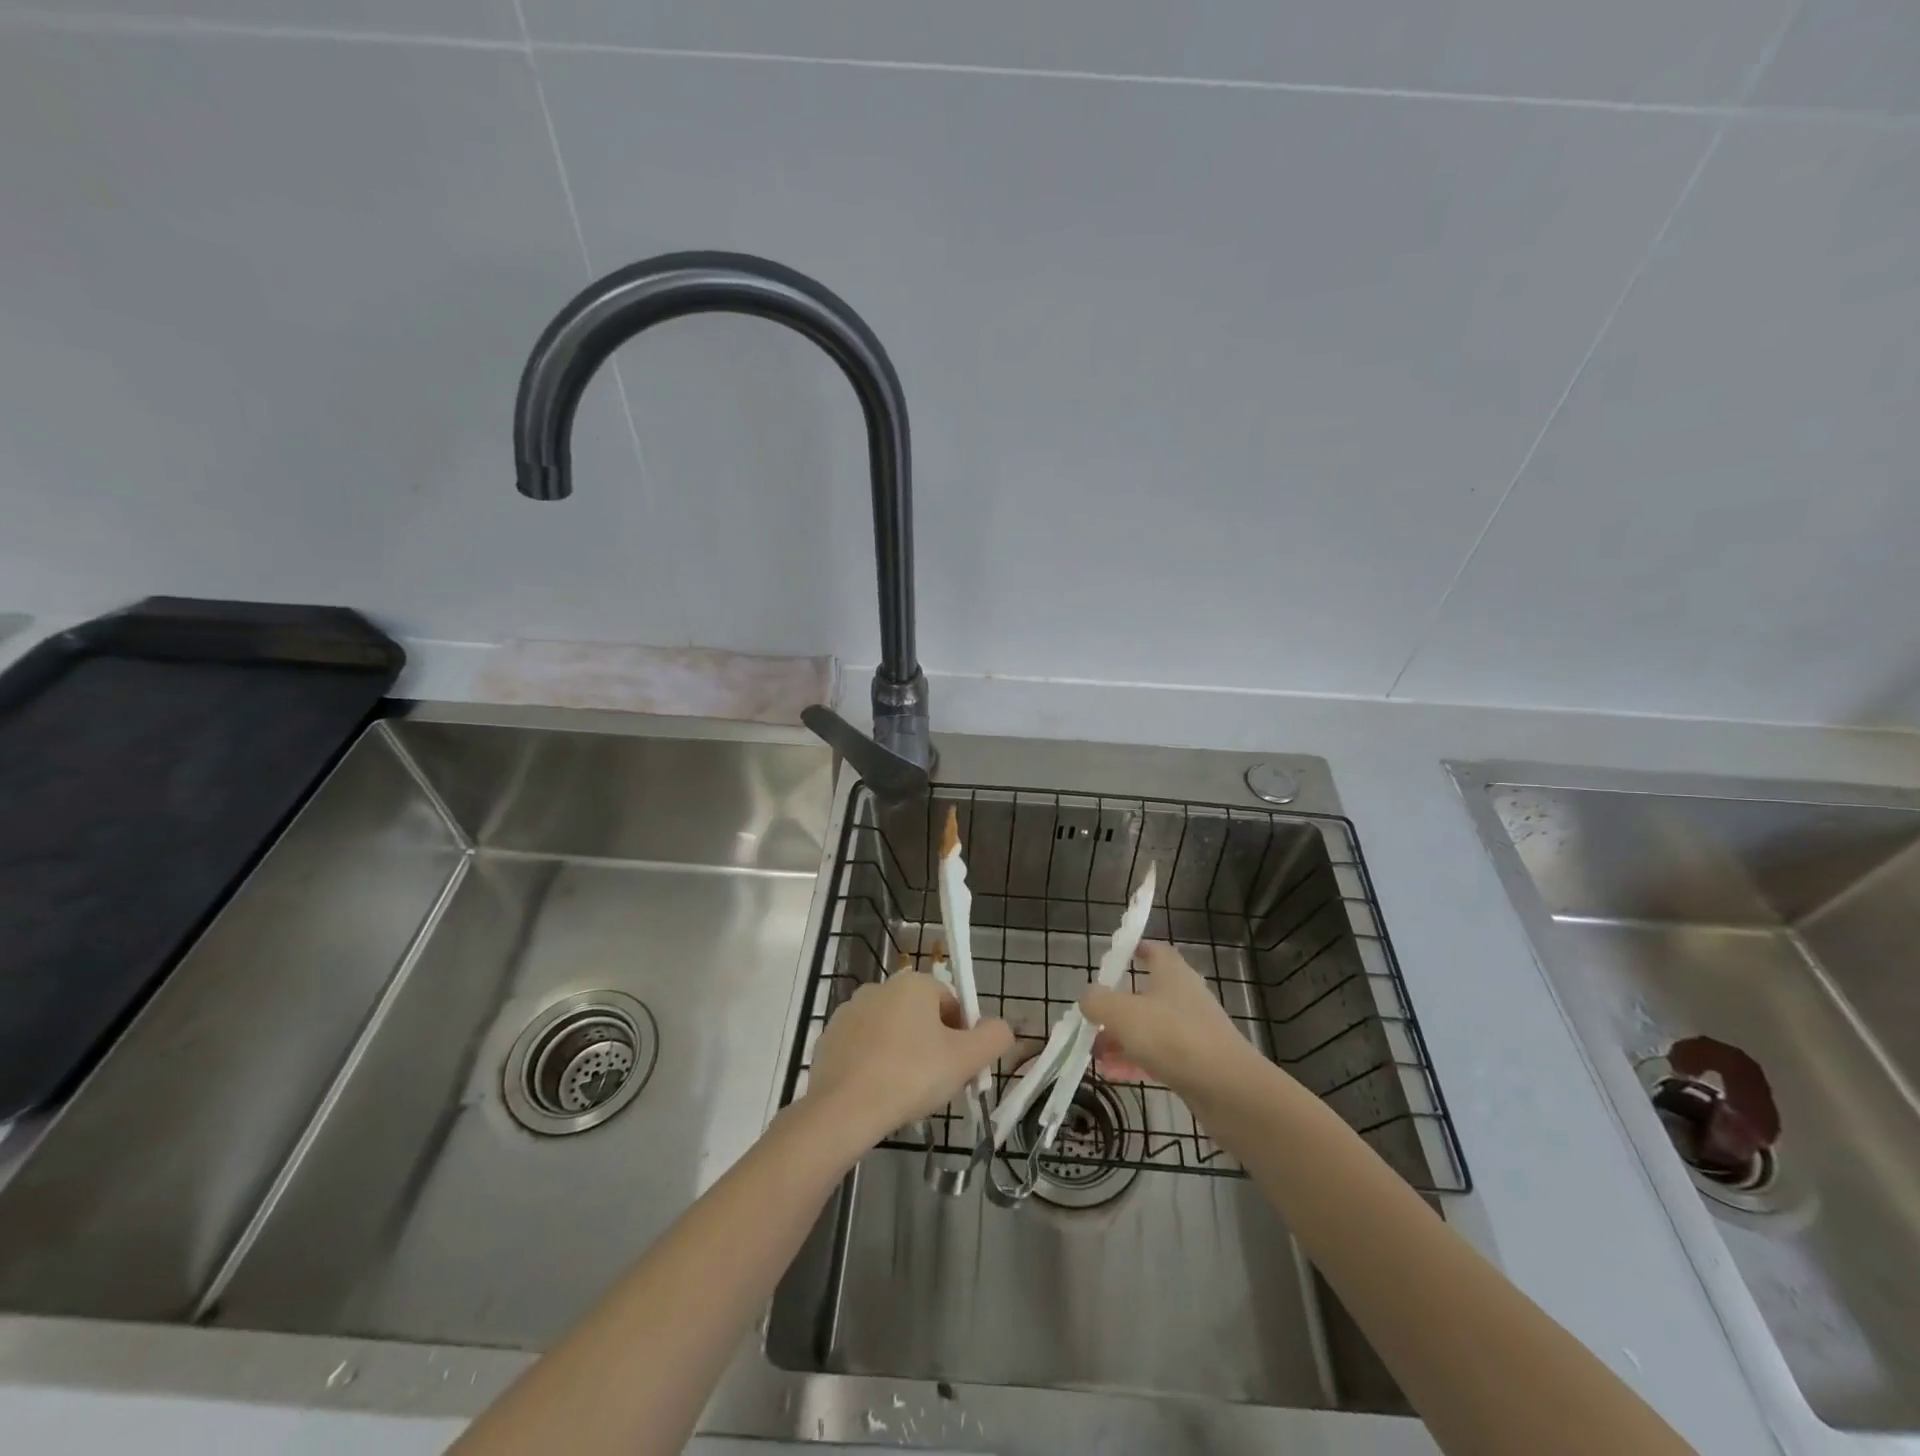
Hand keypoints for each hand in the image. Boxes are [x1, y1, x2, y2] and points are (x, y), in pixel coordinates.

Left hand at [804, 971, 1012, 1148]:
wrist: (844, 1110)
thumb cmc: (911, 1075)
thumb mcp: (966, 1059)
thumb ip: (993, 1037)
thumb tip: (1001, 1028)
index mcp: (913, 983)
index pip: (951, 1003)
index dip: (962, 1035)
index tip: (961, 1067)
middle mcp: (879, 987)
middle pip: (920, 1016)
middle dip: (932, 1045)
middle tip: (937, 1083)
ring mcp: (849, 1012)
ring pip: (890, 1032)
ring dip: (903, 1054)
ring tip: (907, 1093)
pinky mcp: (829, 1039)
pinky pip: (863, 1049)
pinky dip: (874, 1065)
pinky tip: (879, 1095)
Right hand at [1081, 942, 1264, 1097]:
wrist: (1229, 1090)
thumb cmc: (1173, 1037)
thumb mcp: (1122, 1013)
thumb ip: (1097, 1001)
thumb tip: (1088, 997)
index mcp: (1172, 973)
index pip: (1154, 950)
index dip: (1134, 950)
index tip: (1111, 959)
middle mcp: (1184, 997)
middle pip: (1146, 993)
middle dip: (1116, 1006)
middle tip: (1091, 1018)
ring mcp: (1192, 1031)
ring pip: (1150, 1028)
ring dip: (1122, 1038)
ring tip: (1094, 1054)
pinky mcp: (1196, 1063)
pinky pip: (1159, 1055)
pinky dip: (1136, 1061)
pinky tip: (1113, 1075)